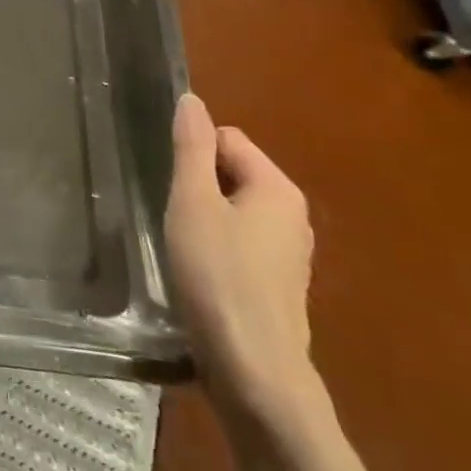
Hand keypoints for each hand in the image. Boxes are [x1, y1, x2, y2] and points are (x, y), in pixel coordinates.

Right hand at [165, 94, 315, 427]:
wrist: (254, 372)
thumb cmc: (219, 276)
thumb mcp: (193, 202)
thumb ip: (191, 147)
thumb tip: (192, 99)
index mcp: (278, 189)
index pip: (226, 139)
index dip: (193, 158)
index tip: (176, 193)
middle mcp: (293, 216)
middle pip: (231, 173)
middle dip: (199, 190)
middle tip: (178, 223)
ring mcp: (290, 255)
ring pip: (233, 212)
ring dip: (205, 223)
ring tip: (186, 253)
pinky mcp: (278, 287)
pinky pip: (241, 245)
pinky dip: (218, 253)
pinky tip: (202, 279)